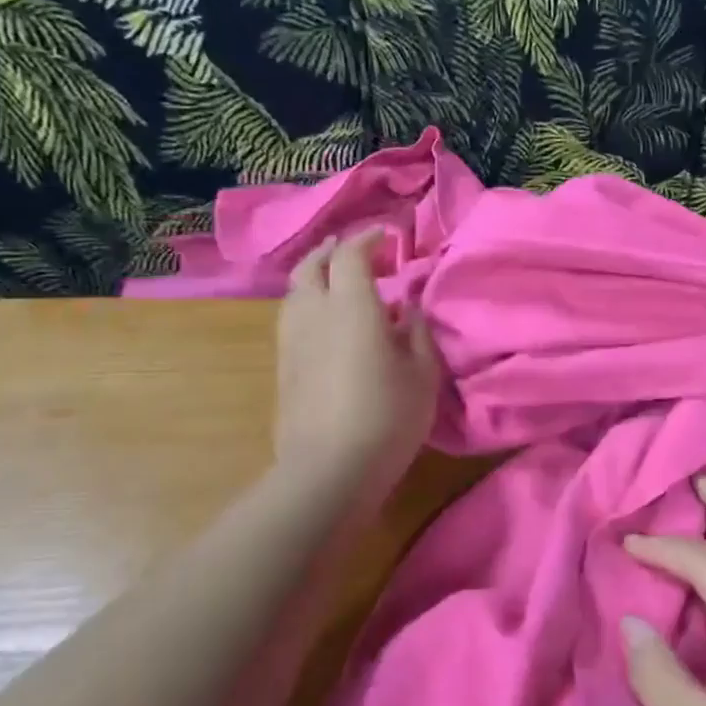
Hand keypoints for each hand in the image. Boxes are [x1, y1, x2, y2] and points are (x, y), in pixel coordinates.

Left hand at [275, 231, 438, 481]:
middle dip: (333, 251)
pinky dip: (310, 304)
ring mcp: (292, 340)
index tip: (389, 237)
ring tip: (341, 284)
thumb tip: (405, 308)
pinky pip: (293, 318)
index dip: (369, 239)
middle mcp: (314, 313)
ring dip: (317, 276)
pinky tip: (330, 323)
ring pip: (296, 291)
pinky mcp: (283, 366)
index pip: (351, 254)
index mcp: (351, 306)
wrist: (329, 469)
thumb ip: (415, 331)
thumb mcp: (423, 372)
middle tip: (359, 252)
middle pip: (311, 265)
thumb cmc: (388, 416)